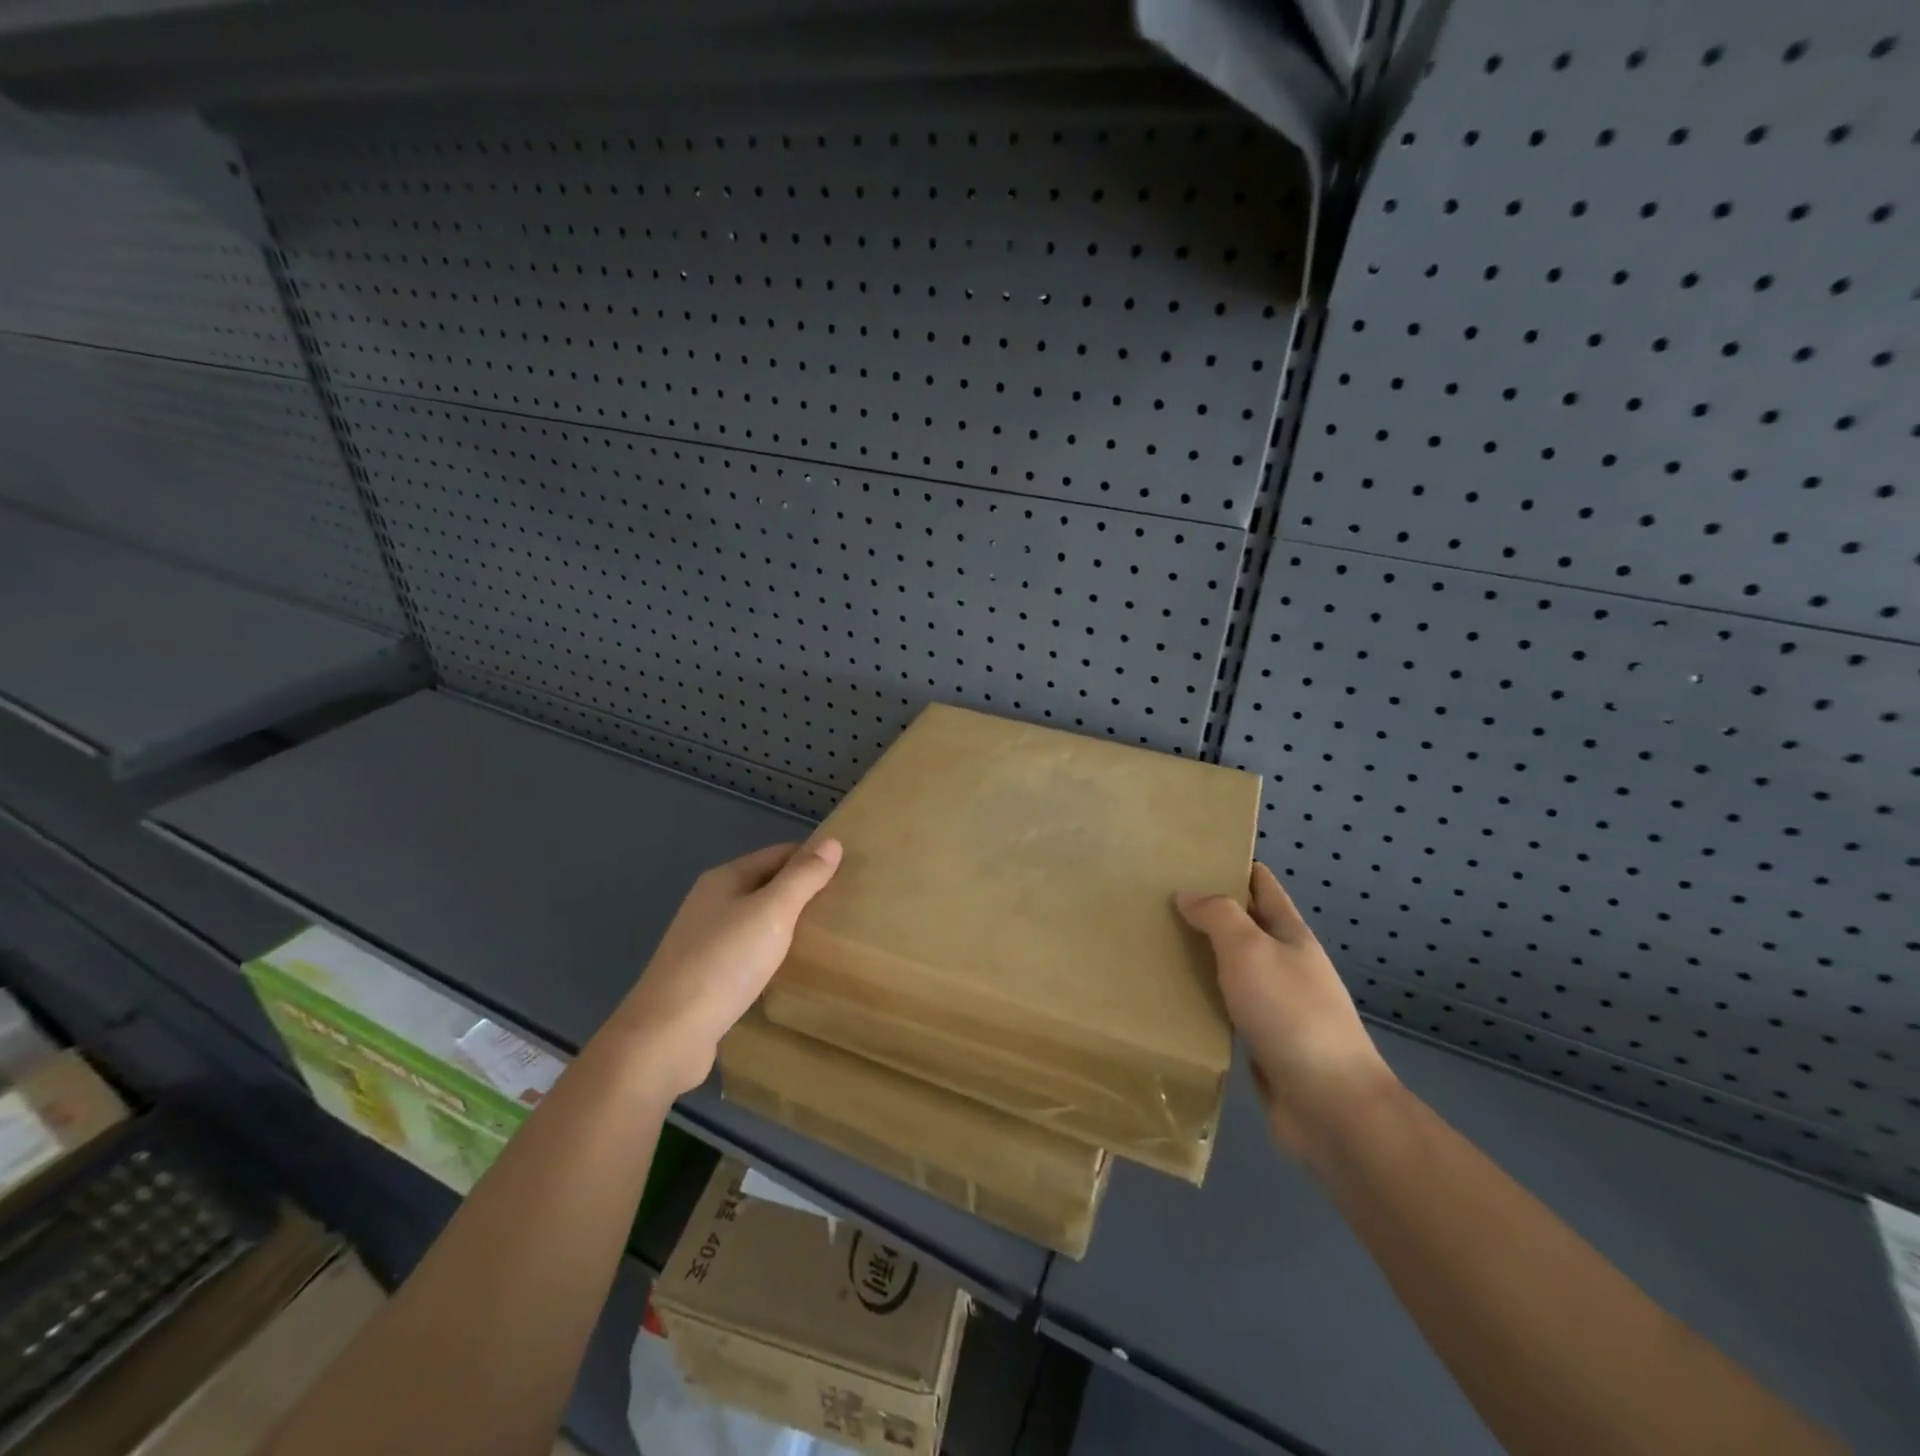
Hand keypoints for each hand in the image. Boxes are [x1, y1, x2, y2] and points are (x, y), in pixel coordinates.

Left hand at [616, 839, 842, 1098]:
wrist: (667, 1036)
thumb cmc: (724, 964)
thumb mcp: (772, 912)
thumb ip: (803, 877)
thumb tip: (832, 841)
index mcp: (724, 879)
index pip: (779, 854)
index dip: (813, 859)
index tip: (851, 874)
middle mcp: (711, 904)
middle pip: (767, 886)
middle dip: (803, 893)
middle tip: (847, 907)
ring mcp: (705, 942)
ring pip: (758, 922)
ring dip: (788, 926)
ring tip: (827, 938)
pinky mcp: (706, 978)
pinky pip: (748, 954)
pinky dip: (772, 955)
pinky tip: (791, 971)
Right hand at [1176, 863, 1395, 1158]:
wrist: (1330, 1105)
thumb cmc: (1291, 1014)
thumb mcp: (1251, 950)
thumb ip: (1218, 916)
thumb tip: (1188, 894)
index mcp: (1290, 934)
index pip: (1261, 884)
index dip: (1232, 864)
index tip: (1189, 854)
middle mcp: (1285, 963)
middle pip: (1243, 925)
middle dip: (1205, 910)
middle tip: (1154, 899)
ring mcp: (1275, 1004)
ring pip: (1230, 967)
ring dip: (1198, 955)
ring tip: (1151, 943)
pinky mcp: (1260, 1040)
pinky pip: (1224, 1006)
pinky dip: (1200, 997)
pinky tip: (1169, 996)